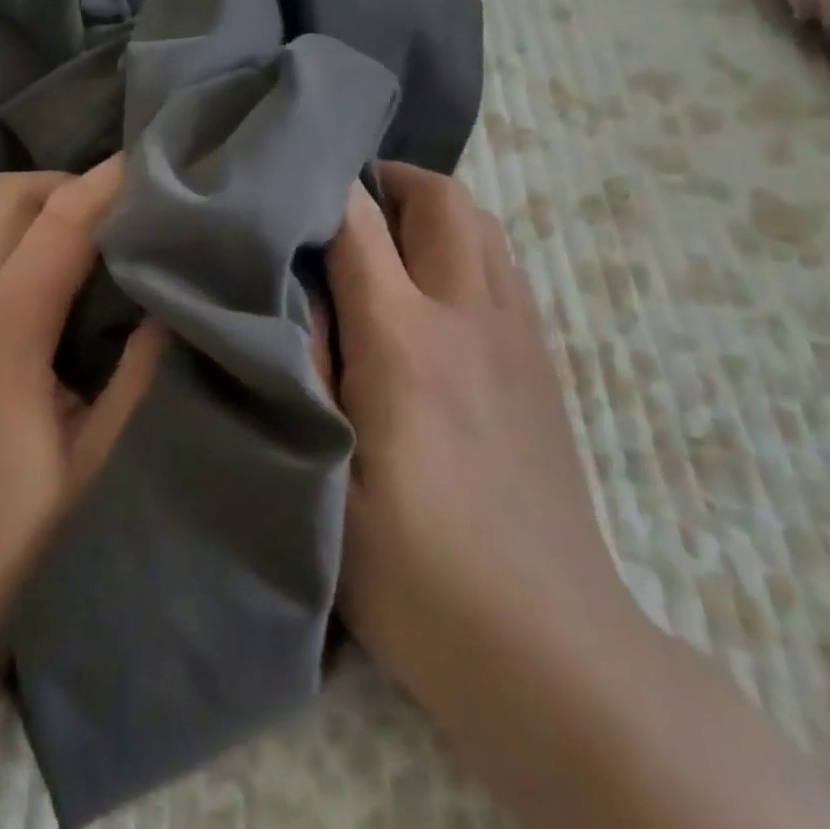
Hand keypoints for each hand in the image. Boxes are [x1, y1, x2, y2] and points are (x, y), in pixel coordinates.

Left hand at [0, 159, 162, 828]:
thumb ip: (139, 369)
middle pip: (8, 195)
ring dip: (26, 207)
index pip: (65, 221)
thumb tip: (170, 305)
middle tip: (117, 212)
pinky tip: (22, 277)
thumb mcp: (97, 455)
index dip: (110, 184)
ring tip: (76, 238)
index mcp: (3, 326)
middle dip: (65, 185)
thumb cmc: (12, 533)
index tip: (151, 162)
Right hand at [329, 162, 642, 720]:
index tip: (283, 183)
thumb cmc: (411, 570)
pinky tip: (433, 295)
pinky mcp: (544, 363)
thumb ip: (302, 368)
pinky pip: (504, 268)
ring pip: (483, 225)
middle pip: (442, 198)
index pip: (359, 221)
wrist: (545, 646)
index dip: (320, 188)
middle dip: (389, 182)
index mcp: (404, 340)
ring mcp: (518, 336)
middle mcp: (469, 316)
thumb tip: (286, 291)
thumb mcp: (323, 472)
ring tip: (385, 242)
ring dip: (432, 211)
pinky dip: (465, 249)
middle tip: (340, 208)